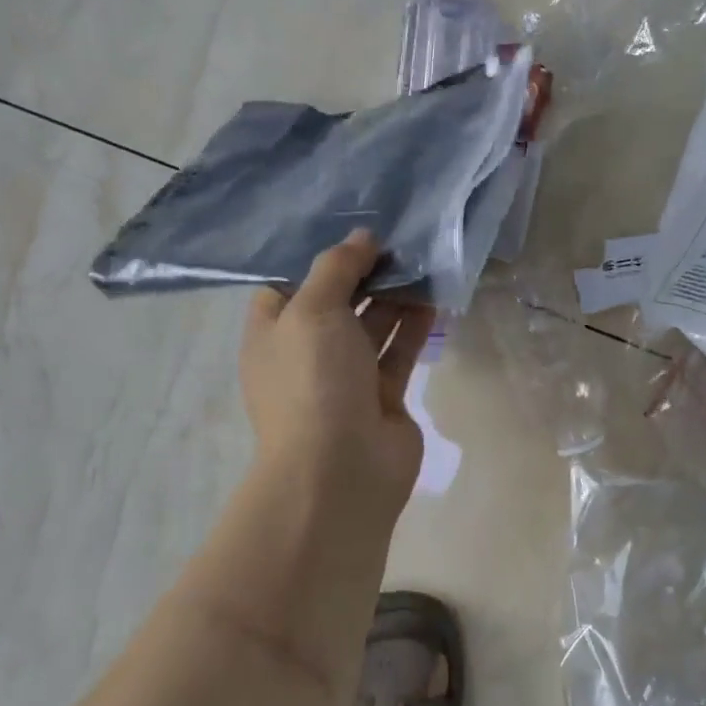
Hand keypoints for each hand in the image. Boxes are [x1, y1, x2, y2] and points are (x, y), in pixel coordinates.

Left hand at [240, 230, 433, 519]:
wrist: (340, 470)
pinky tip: (433, 298)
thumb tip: (362, 237)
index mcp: (272, 335)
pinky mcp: (382, 397)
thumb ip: (336, 268)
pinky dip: (413, 326)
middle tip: (397, 241)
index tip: (350, 235)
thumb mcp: (312, 310)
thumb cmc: (312, 380)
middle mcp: (306, 354)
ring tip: (421, 261)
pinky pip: (398, 352)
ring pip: (370, 326)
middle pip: (335, 303)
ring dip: (393, 296)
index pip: (287, 286)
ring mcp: (345, 378)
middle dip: (363, 273)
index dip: (315, 260)